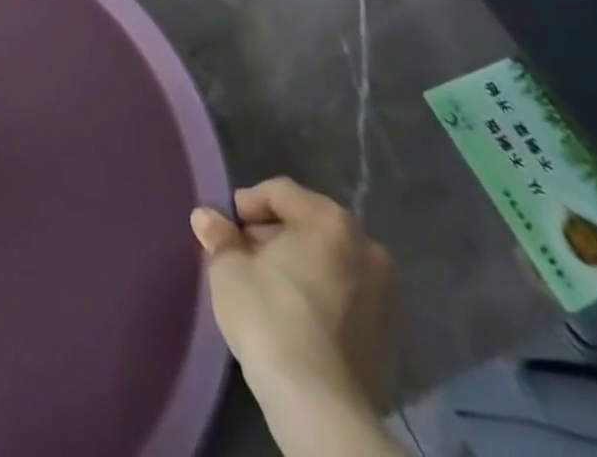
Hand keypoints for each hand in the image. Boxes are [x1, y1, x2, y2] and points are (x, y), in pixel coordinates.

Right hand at [192, 179, 398, 456]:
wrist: (319, 404)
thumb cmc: (269, 314)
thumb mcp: (228, 267)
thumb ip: (219, 236)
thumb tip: (206, 217)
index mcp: (330, 221)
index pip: (280, 192)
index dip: (247, 205)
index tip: (226, 228)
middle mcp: (367, 249)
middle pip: (309, 226)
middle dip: (275, 236)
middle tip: (244, 257)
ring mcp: (386, 297)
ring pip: (331, 264)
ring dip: (300, 268)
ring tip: (268, 289)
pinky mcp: (390, 339)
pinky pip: (346, 301)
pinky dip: (322, 300)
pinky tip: (295, 320)